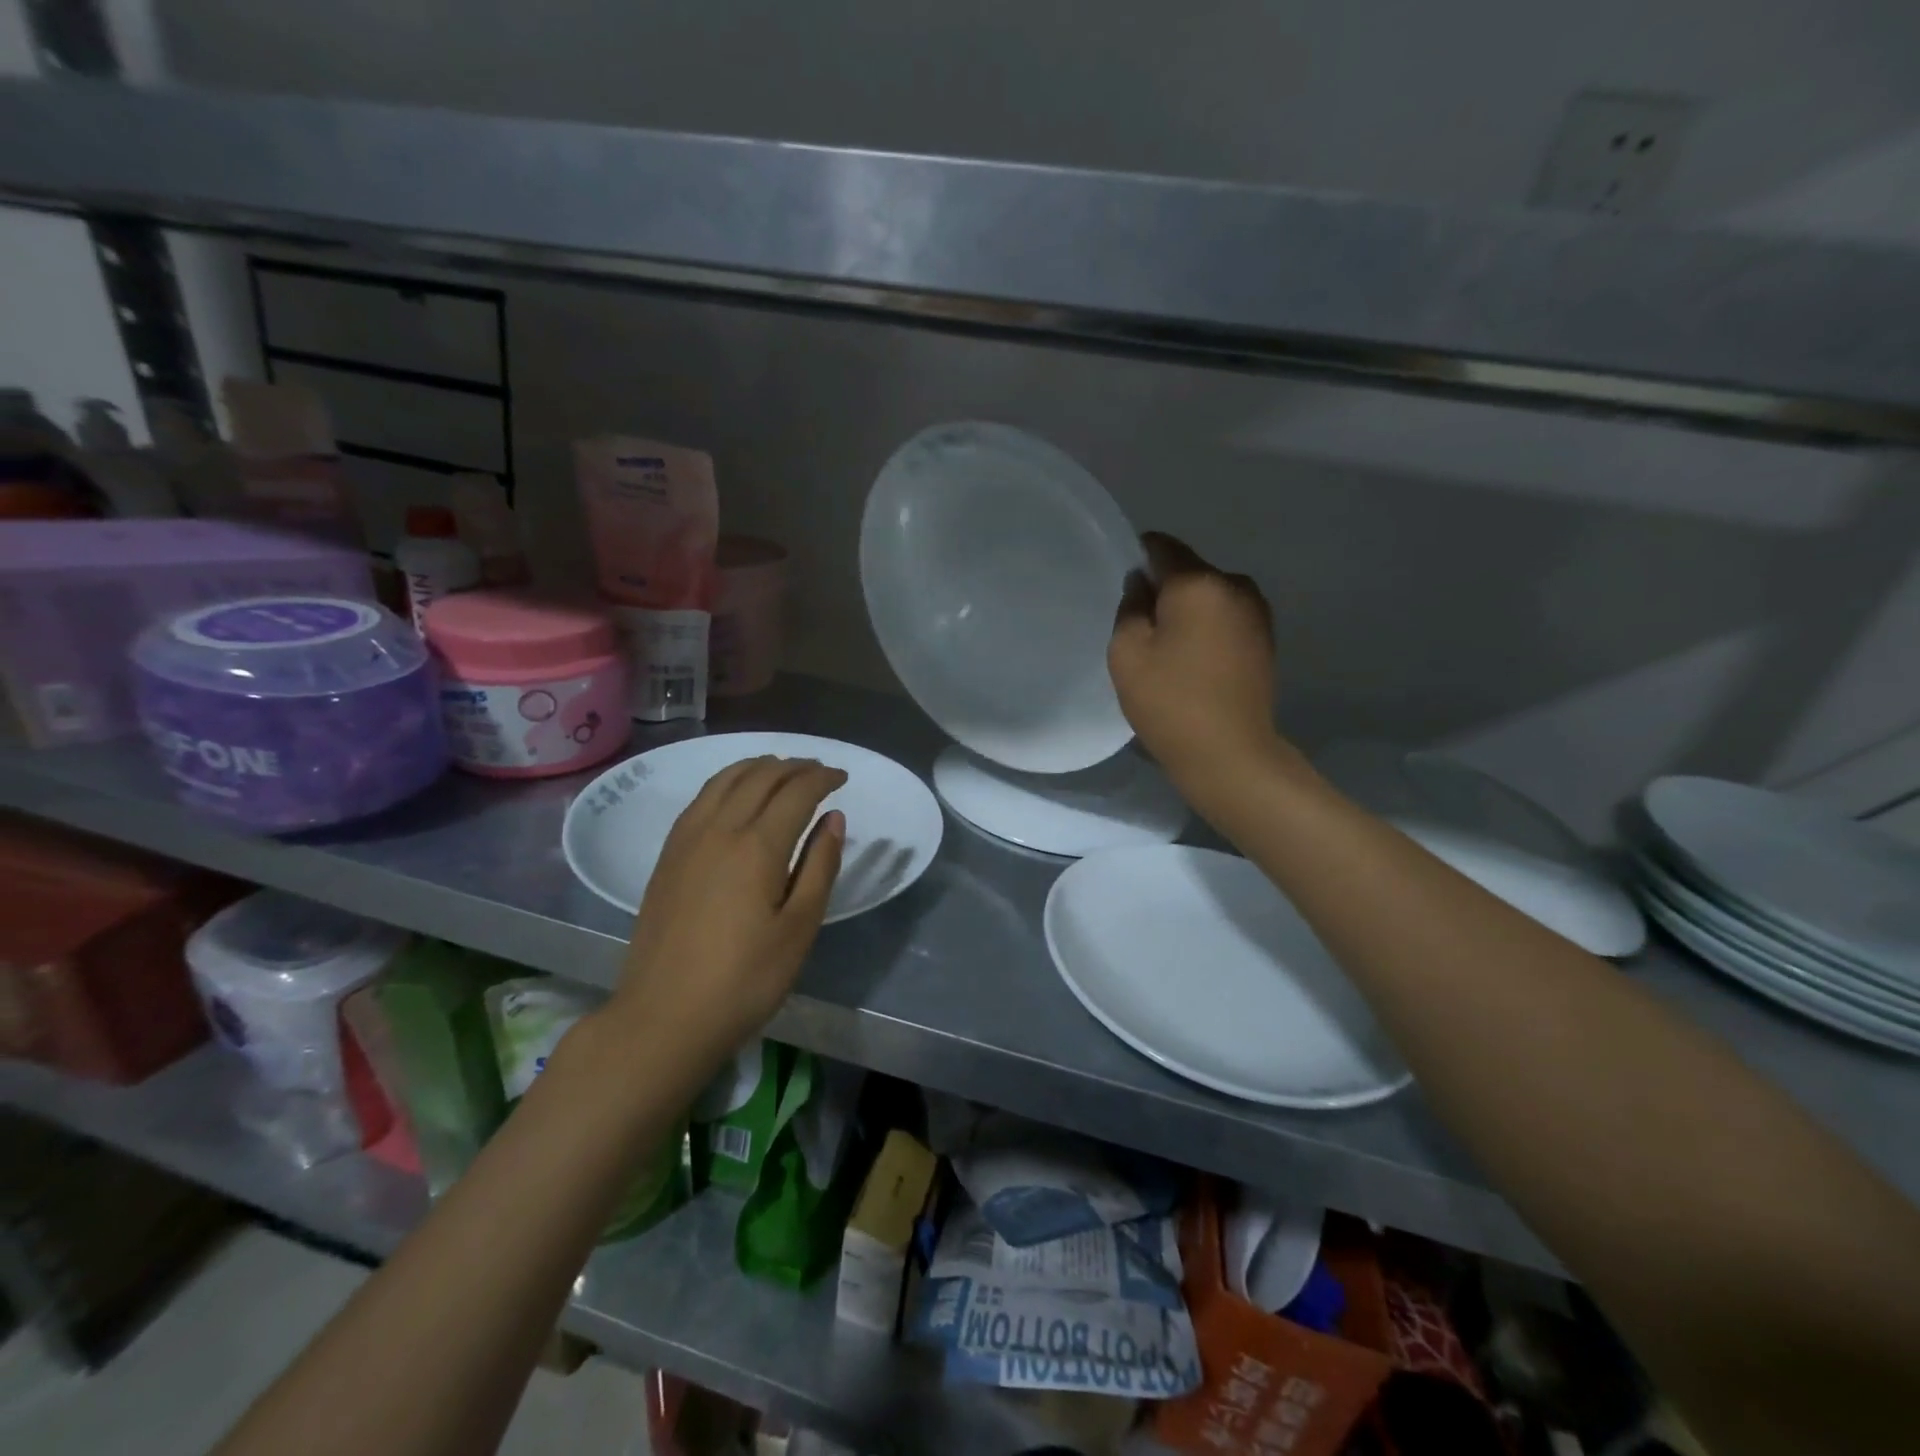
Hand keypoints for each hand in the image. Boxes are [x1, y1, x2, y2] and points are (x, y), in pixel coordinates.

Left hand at [608, 756, 846, 1066]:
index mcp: (757, 846)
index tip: (843, 778)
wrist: (663, 1017)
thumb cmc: (744, 979)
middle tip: (819, 771)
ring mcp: (687, 839)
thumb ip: (820, 867)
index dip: (823, 778)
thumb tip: (834, 819)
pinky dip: (727, 781)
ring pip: (725, 780)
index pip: (796, 792)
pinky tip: (735, 794)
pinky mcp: (667, 855)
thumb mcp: (799, 929)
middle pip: (760, 777)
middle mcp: (719, 829)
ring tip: (781, 769)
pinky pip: (701, 798)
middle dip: (795, 766)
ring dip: (758, 766)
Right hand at [1109, 532, 1286, 807]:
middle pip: (1189, 571)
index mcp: (1199, 582)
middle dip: (1164, 590)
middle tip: (1141, 628)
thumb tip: (1143, 584)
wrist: (1230, 754)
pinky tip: (1193, 661)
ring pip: (1209, 596)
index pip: (1162, 547)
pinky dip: (1207, 629)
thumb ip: (1130, 606)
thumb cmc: (1170, 701)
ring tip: (1168, 649)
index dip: (1138, 557)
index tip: (1124, 587)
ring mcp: (1257, 612)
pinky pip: (1226, 617)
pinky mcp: (1265, 639)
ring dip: (1188, 611)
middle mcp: (1235, 585)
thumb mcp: (1127, 652)